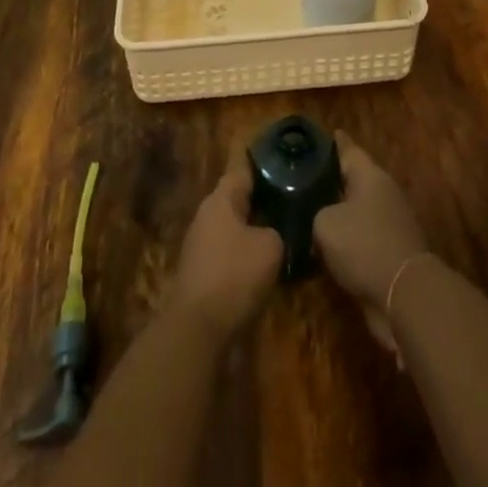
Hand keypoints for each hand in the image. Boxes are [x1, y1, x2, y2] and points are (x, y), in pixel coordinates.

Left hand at [165, 157, 283, 339]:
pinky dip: (247, 253)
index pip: (243, 168)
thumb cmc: (234, 276)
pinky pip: (229, 252)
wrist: (196, 331)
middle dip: (262, 197)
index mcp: (221, 199)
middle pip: (238, 198)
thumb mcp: (270, 248)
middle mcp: (207, 216)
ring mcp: (201, 245)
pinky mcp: (201, 274)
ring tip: (284, 229)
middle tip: (291, 195)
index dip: (262, 161)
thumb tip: (276, 233)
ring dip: (255, 227)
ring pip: (234, 227)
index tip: (281, 156)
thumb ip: (278, 231)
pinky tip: (267, 263)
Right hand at [314, 133, 429, 312]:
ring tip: (309, 214)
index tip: (318, 136)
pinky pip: (363, 237)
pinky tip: (324, 248)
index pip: (348, 149)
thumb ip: (316, 213)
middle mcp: (383, 192)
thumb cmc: (364, 245)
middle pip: (353, 179)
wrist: (404, 294)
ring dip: (338, 213)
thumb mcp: (326, 224)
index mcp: (370, 175)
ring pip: (357, 210)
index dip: (332, 143)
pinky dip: (346, 241)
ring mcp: (391, 222)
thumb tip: (316, 218)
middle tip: (303, 179)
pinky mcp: (392, 251)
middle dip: (331, 179)